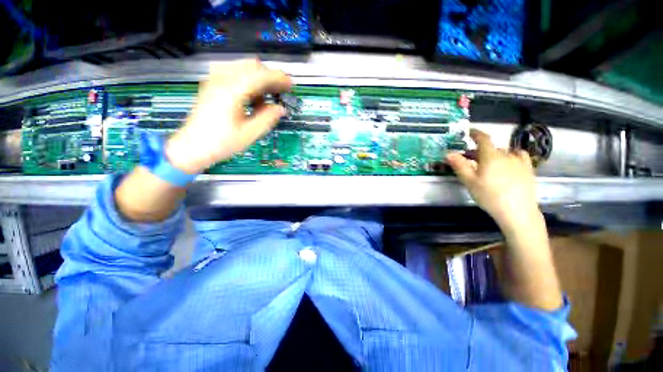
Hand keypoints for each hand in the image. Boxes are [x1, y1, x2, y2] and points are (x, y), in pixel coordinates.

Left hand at [165, 59, 291, 173]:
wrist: (192, 147)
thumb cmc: (220, 143)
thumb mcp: (250, 134)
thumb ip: (267, 118)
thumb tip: (281, 109)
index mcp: (231, 91)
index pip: (259, 75)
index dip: (278, 77)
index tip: (290, 84)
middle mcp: (221, 80)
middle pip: (251, 65)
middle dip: (269, 75)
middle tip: (280, 91)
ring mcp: (214, 81)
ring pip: (242, 67)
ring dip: (258, 78)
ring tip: (267, 97)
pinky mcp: (212, 85)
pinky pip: (234, 74)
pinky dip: (248, 81)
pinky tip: (252, 98)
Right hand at [446, 129, 540, 230]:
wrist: (517, 211)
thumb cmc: (489, 196)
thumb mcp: (469, 181)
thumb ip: (459, 165)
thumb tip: (448, 152)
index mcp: (491, 156)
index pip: (483, 138)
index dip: (475, 133)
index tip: (469, 132)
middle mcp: (506, 154)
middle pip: (491, 148)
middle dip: (480, 150)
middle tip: (470, 159)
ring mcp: (520, 161)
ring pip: (504, 152)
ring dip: (494, 154)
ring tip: (488, 163)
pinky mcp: (528, 169)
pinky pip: (519, 156)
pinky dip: (511, 156)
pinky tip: (509, 163)